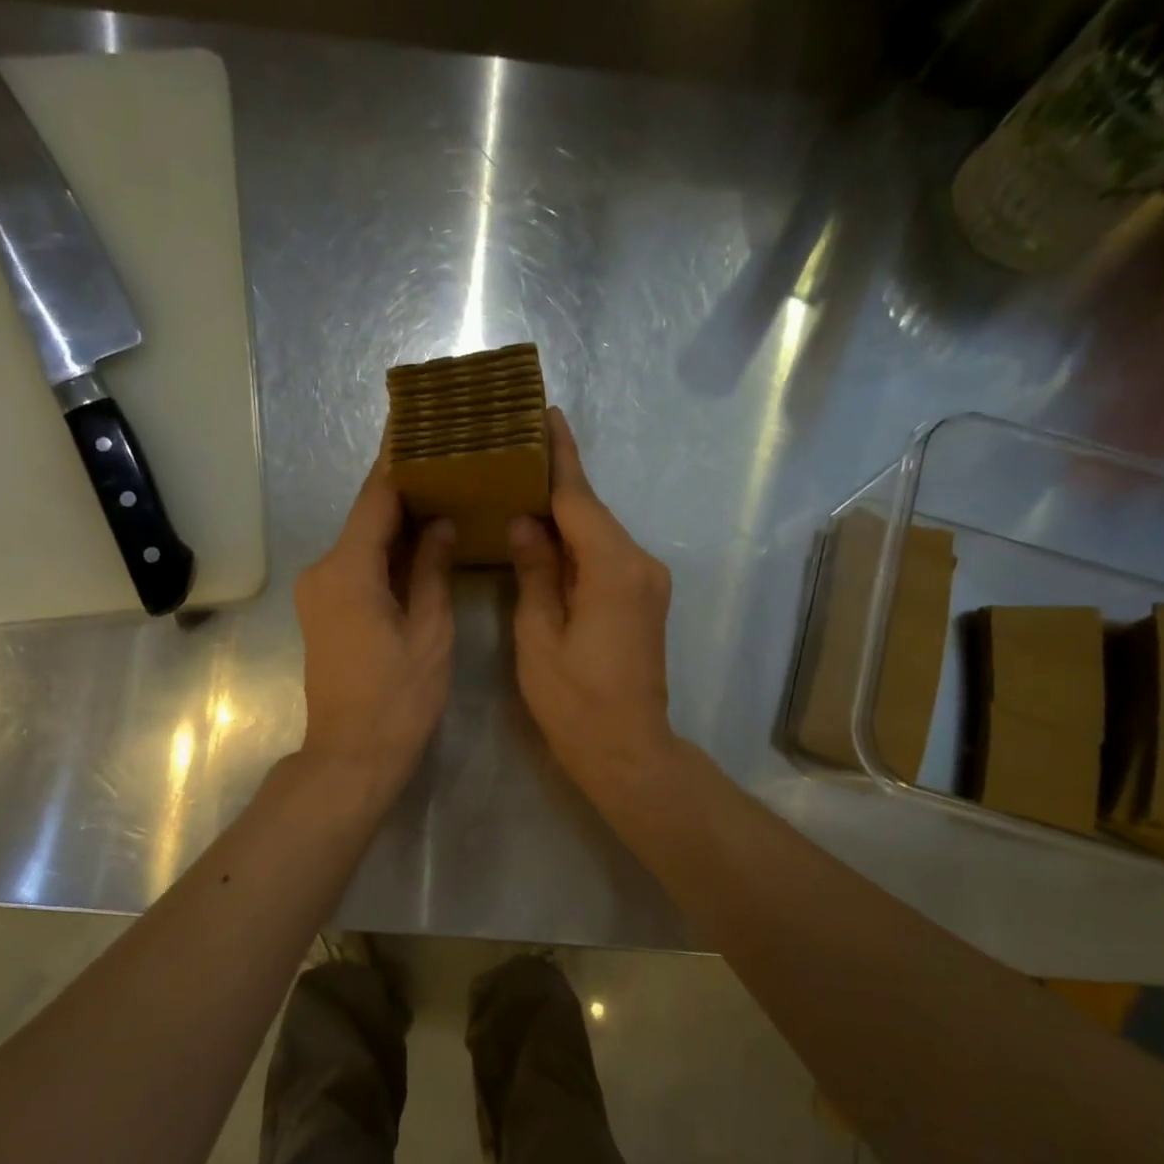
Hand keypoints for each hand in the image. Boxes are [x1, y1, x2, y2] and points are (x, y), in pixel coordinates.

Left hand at [295, 461, 455, 800]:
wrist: (351, 756)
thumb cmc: (398, 699)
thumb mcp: (429, 633)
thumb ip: (432, 571)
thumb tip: (440, 523)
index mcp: (348, 570)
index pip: (376, 497)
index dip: (398, 457)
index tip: (416, 419)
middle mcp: (324, 570)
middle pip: (367, 515)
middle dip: (404, 485)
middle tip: (445, 453)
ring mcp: (320, 591)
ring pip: (362, 540)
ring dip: (397, 518)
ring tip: (442, 487)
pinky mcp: (325, 610)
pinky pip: (358, 565)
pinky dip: (386, 549)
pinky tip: (420, 538)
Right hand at [508, 407, 677, 802]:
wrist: (627, 750)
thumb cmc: (575, 701)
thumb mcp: (539, 637)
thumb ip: (535, 573)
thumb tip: (525, 524)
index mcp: (613, 568)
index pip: (580, 499)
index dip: (560, 456)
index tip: (545, 413)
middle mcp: (639, 564)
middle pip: (592, 513)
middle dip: (556, 483)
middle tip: (516, 450)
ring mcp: (647, 583)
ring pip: (599, 536)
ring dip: (565, 516)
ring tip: (521, 489)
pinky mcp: (644, 601)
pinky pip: (607, 558)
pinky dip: (578, 545)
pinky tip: (547, 539)